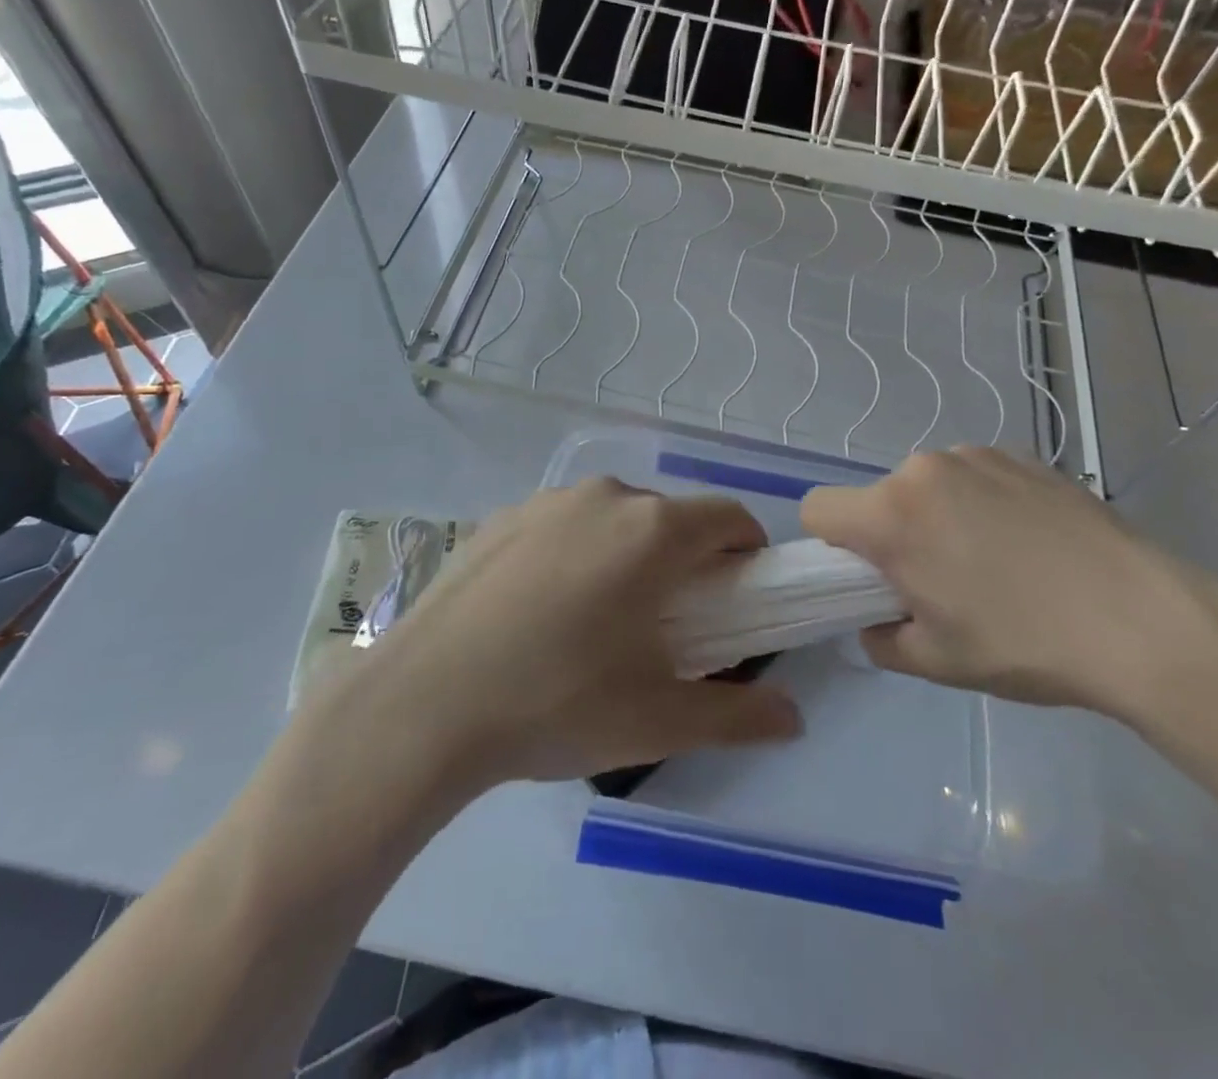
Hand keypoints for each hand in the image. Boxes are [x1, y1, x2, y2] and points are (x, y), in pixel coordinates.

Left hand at [357, 479, 801, 786]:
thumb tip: (793, 718)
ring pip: (613, 517)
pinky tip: (541, 610)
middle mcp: (605, 498)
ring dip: (627, 553)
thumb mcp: (657, 720)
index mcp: (653, 531)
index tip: (741, 593)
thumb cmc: (557, 702)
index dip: (747, 551)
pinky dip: (574, 552)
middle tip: (671, 620)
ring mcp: (546, 501)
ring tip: (600, 617)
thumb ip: (738, 715)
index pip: (729, 517)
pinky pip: (561, 525)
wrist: (424, 705)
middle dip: (685, 558)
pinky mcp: (501, 518)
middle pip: (670, 517)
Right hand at [801, 447, 1217, 720]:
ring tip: (996, 563)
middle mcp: (925, 469)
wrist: (1145, 620)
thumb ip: (881, 639)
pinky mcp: (1023, 456)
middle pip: (879, 498)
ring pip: (928, 486)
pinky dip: (982, 503)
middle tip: (942, 582)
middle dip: (893, 535)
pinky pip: (974, 477)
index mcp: (892, 514)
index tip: (869, 578)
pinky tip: (1030, 544)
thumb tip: (879, 619)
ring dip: (939, 516)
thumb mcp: (936, 662)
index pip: (818, 509)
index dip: (830, 547)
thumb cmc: (1025, 644)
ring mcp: (977, 455)